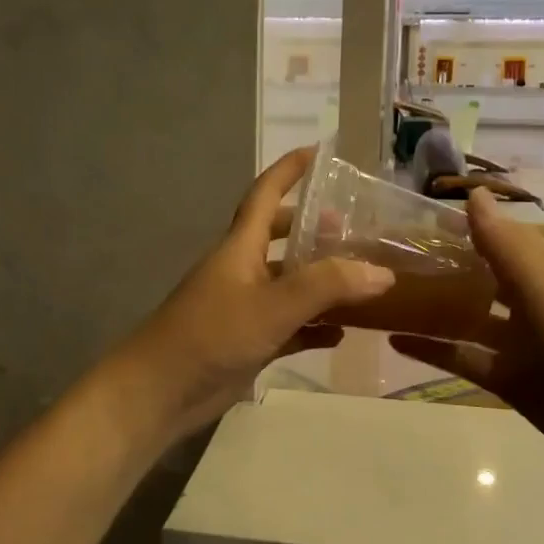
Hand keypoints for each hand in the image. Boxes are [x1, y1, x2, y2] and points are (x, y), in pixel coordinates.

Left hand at [116, 147, 395, 440]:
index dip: (288, 170)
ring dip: (321, 280)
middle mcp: (243, 270)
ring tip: (362, 278)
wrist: (161, 391)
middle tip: (354, 230)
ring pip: (289, 284)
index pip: (265, 195)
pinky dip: (315, 326)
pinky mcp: (249, 342)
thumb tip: (382, 272)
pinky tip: (343, 333)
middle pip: (280, 238)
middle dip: (313, 229)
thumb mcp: (273, 305)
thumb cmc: (212, 335)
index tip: (318, 151)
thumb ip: (326, 286)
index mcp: (240, 247)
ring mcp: (245, 308)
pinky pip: (291, 327)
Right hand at [390, 189, 543, 491]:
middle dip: (439, 266)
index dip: (460, 226)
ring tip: (381, 293)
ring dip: (430, 307)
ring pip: (466, 318)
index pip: (499, 239)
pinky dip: (433, 350)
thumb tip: (473, 193)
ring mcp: (519, 344)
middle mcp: (530, 303)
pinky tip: (395, 340)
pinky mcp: (509, 380)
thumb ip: (507, 250)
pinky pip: (464, 358)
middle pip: (478, 277)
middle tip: (383, 255)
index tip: (410, 217)